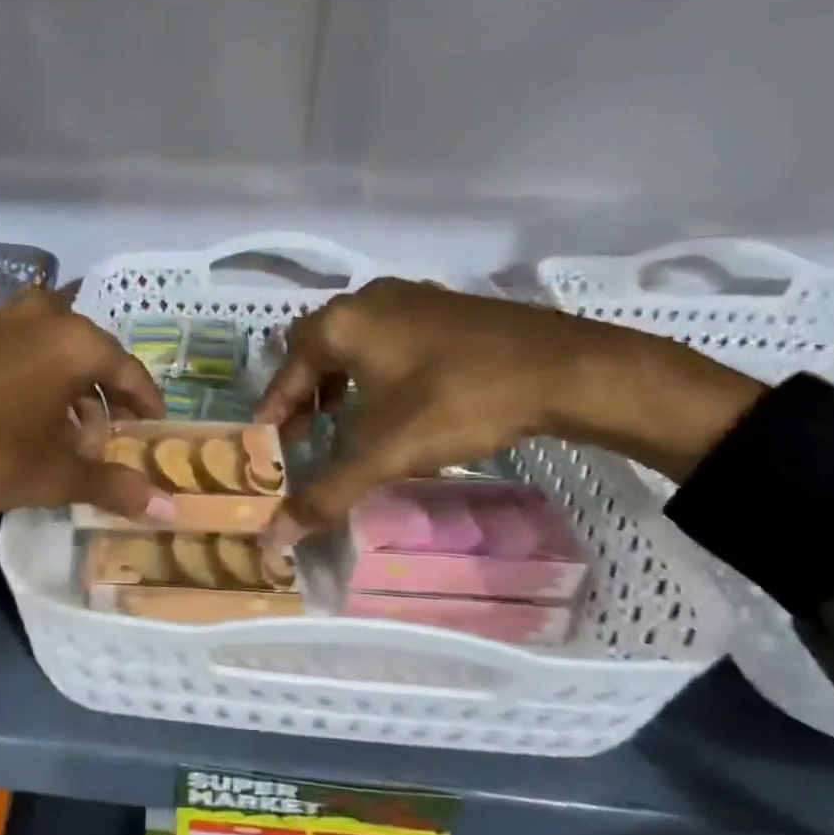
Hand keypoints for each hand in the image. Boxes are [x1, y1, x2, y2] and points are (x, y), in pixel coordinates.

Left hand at [0, 287, 173, 520]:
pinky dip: (38, 379)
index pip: (130, 373)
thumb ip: (113, 485)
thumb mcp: (53, 475)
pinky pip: (24, 350)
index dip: (146, 406)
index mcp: (76, 341)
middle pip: (93, 358)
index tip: (153, 432)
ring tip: (67, 436)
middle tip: (106, 442)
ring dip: (70, 390)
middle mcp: (45, 316)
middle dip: (104, 400)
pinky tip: (26, 418)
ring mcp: (4, 318)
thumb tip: (169, 509)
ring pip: (56, 352)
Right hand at [255, 278, 763, 537]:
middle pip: (315, 347)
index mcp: (342, 323)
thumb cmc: (459, 400)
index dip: (273, 408)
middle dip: (303, 391)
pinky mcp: (445, 306)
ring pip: (353, 339)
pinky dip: (374, 367)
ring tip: (343, 418)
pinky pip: (388, 336)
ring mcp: (410, 297)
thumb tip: (275, 537)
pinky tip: (395, 398)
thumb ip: (327, 492)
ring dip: (338, 378)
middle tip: (303, 432)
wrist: (566, 368)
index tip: (267, 441)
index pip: (287, 369)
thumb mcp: (386, 451)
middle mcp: (368, 300)